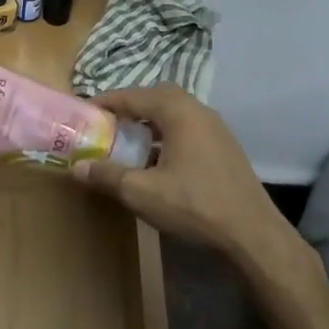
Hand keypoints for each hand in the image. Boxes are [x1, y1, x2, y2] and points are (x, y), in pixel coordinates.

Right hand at [72, 84, 294, 266]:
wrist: (252, 232)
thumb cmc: (194, 205)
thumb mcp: (141, 192)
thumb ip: (107, 175)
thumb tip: (76, 167)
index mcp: (179, 113)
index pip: (135, 95)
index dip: (107, 102)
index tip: (86, 112)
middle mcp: (199, 112)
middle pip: (158, 97)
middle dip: (132, 106)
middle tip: (109, 123)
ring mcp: (217, 129)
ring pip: (176, 113)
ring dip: (151, 121)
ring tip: (129, 141)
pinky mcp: (225, 148)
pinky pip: (189, 129)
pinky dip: (168, 134)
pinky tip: (158, 161)